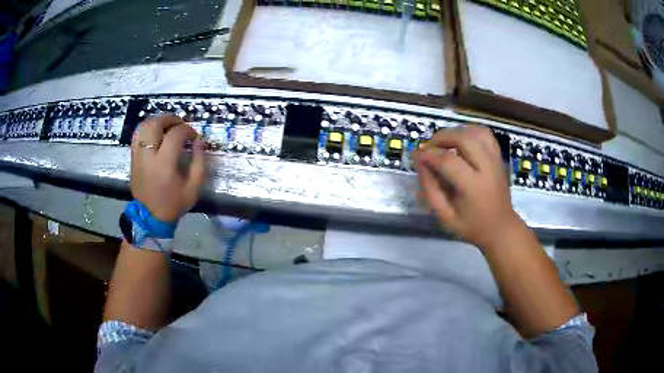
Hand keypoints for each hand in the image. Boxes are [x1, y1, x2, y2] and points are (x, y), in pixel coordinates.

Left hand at [130, 115, 205, 222]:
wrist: (150, 217)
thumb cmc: (174, 203)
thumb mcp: (193, 187)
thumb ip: (199, 162)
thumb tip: (199, 141)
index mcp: (164, 164)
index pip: (175, 134)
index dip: (187, 130)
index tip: (194, 137)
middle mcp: (148, 156)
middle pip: (156, 124)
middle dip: (170, 119)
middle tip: (180, 125)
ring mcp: (138, 156)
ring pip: (144, 126)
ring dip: (157, 121)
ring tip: (167, 127)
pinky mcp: (133, 158)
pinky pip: (137, 135)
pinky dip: (147, 129)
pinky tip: (156, 134)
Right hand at [414, 126, 522, 248]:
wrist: (501, 228)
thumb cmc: (472, 226)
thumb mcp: (445, 216)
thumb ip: (430, 190)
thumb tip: (420, 163)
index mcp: (473, 187)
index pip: (448, 161)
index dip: (429, 154)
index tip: (416, 155)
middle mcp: (487, 168)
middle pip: (465, 138)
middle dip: (442, 137)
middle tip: (429, 147)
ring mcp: (495, 160)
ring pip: (477, 132)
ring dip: (457, 132)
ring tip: (445, 143)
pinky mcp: (499, 157)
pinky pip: (485, 134)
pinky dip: (470, 132)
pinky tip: (460, 141)